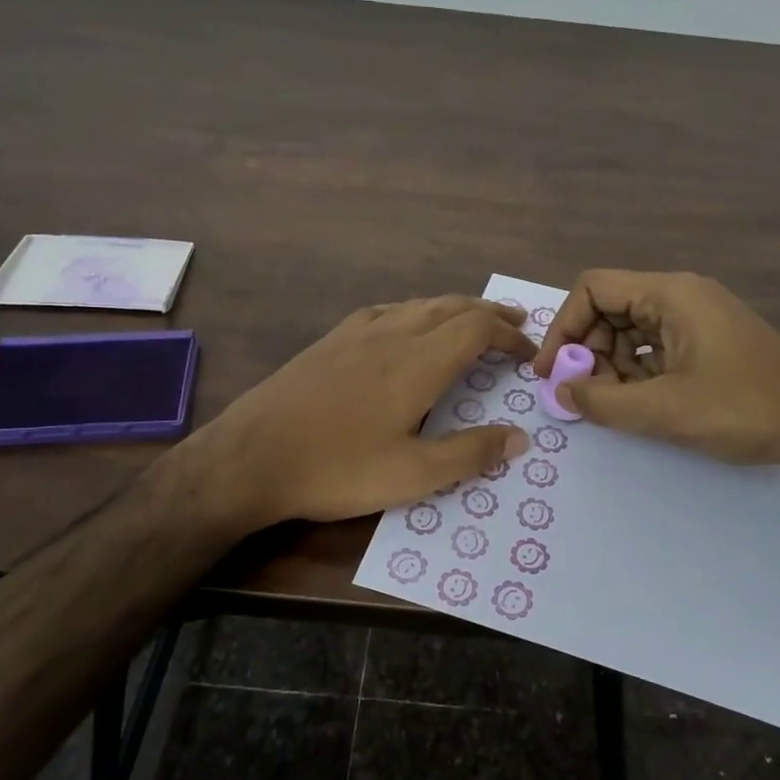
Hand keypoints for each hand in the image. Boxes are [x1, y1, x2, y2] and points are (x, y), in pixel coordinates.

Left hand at [197, 296, 534, 528]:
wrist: (250, 457)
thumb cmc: (337, 469)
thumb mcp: (412, 475)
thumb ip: (469, 453)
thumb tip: (520, 438)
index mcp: (417, 363)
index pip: (477, 329)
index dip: (509, 336)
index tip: (528, 354)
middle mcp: (391, 335)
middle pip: (450, 307)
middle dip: (488, 313)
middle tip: (514, 323)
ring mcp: (355, 334)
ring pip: (417, 304)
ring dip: (452, 308)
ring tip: (470, 319)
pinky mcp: (329, 342)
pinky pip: (385, 311)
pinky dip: (414, 311)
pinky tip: (405, 325)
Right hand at [532, 270, 779, 469]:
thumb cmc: (743, 409)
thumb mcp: (664, 410)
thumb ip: (602, 401)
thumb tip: (561, 391)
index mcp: (671, 294)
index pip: (593, 288)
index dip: (563, 327)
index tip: (550, 372)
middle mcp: (682, 295)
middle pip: (610, 308)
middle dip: (587, 350)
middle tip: (583, 394)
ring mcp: (698, 318)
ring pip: (631, 330)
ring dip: (611, 364)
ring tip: (613, 403)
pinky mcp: (709, 341)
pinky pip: (656, 346)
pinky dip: (637, 371)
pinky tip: (641, 402)